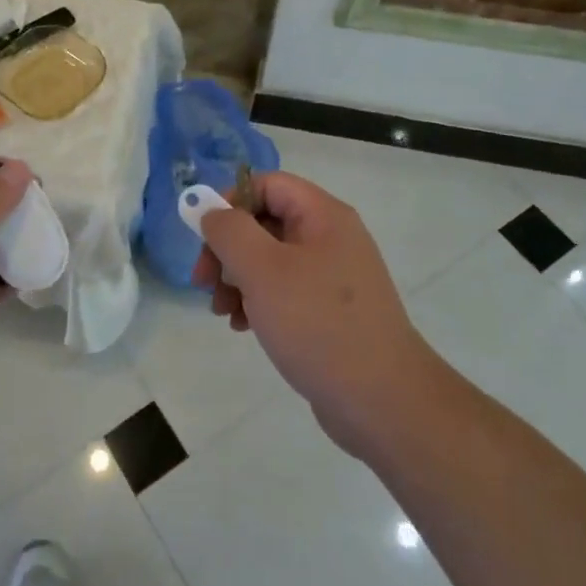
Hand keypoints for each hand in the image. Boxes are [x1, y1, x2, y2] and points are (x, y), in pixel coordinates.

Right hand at [196, 172, 437, 458]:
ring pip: (270, 259)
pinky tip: (244, 326)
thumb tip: (210, 210)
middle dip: (228, 249)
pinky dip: (258, 301)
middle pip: (265, 222)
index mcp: (323, 216)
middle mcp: (331, 237)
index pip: (268, 184)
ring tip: (222, 312)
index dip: (230, 201)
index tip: (204, 236)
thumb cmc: (318, 324)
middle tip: (203, 282)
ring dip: (237, 279)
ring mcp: (333, 276)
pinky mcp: (330, 310)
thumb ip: (229, 231)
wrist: (382, 401)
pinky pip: (285, 290)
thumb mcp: (263, 270)